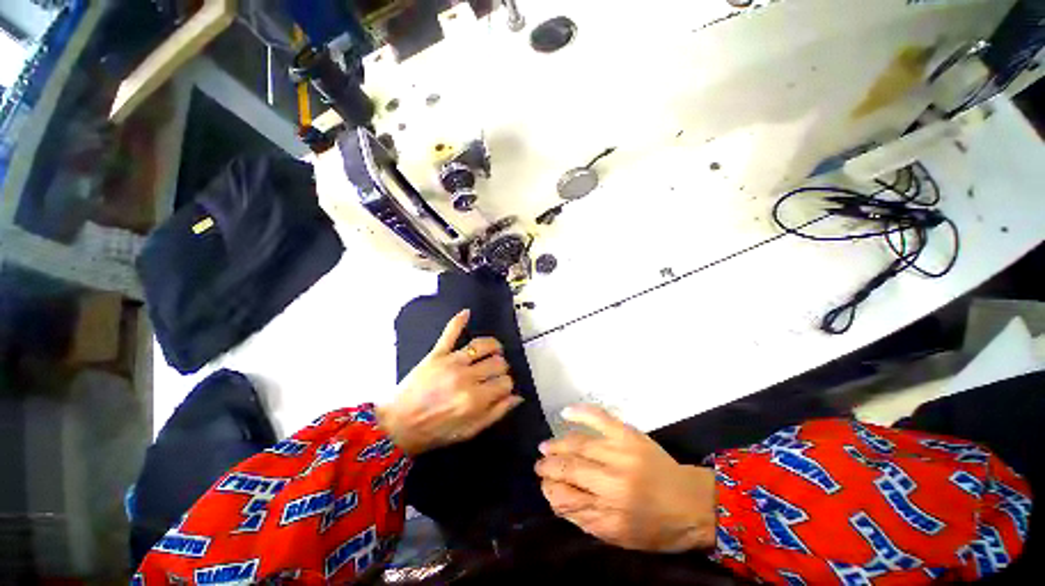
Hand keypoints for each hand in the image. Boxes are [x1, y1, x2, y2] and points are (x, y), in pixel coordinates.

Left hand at [377, 310, 522, 454]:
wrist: (396, 425)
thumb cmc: (434, 431)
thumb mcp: (469, 432)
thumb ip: (495, 413)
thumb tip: (517, 397)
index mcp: (475, 399)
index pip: (506, 382)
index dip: (507, 386)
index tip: (501, 390)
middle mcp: (467, 377)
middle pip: (499, 363)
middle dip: (502, 369)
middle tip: (494, 376)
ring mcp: (451, 362)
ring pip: (483, 345)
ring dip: (494, 346)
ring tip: (494, 351)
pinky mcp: (437, 353)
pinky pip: (450, 332)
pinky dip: (458, 321)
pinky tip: (467, 313)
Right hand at [535, 405, 716, 552]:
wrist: (692, 502)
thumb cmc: (657, 527)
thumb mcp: (620, 536)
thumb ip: (586, 518)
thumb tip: (556, 498)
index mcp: (612, 509)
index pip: (568, 496)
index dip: (551, 489)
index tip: (544, 485)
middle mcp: (613, 477)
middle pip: (570, 467)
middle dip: (549, 465)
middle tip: (539, 464)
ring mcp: (621, 450)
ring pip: (579, 443)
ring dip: (558, 444)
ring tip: (545, 446)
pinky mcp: (629, 434)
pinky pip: (600, 418)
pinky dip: (581, 413)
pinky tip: (565, 413)